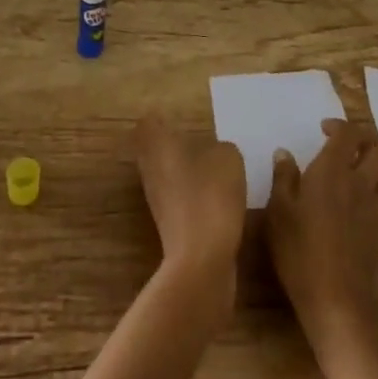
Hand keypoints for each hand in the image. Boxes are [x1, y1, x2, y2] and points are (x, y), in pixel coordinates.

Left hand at [134, 115, 245, 301]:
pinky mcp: (169, 224)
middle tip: (204, 143)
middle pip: (155, 150)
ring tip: (217, 171)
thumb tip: (215, 154)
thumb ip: (220, 148)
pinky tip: (220, 200)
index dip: (163, 119)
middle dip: (176, 146)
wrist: (203, 259)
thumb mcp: (228, 158)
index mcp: (158, 145)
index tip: (182, 120)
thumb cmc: (211, 195)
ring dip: (187, 172)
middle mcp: (150, 169)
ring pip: (167, 174)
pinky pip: (180, 198)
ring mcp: (157, 199)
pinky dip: (195, 196)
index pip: (149, 122)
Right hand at [266, 118, 377, 349]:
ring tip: (364, 171)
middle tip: (348, 148)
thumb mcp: (278, 213)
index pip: (348, 133)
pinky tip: (372, 202)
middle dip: (366, 140)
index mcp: (332, 171)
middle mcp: (362, 181)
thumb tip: (284, 153)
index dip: (339, 125)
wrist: (338, 302)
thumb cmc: (300, 253)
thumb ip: (283, 178)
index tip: (324, 130)